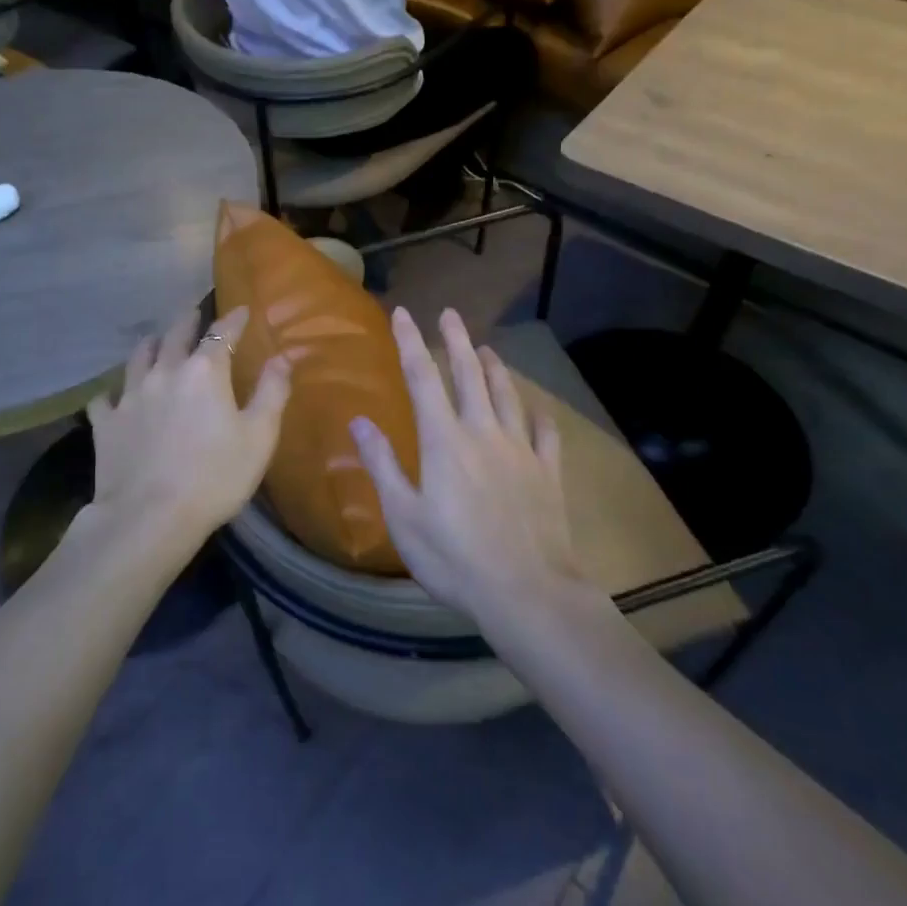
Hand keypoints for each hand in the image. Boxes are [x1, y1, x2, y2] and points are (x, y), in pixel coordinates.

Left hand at [82, 307, 291, 553]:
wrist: (150, 516)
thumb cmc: (215, 477)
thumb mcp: (259, 436)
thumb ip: (272, 392)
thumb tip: (282, 357)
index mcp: (205, 372)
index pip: (222, 334)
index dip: (233, 320)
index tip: (241, 310)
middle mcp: (165, 372)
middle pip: (175, 335)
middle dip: (188, 321)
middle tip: (193, 313)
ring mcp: (130, 396)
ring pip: (138, 357)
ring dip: (150, 345)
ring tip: (154, 341)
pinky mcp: (106, 423)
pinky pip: (105, 398)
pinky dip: (112, 393)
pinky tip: (114, 397)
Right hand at [351, 307, 581, 620]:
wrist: (527, 592)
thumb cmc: (454, 558)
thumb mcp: (403, 515)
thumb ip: (381, 465)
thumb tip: (358, 421)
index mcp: (444, 440)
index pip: (422, 378)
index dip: (410, 342)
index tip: (403, 313)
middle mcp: (483, 432)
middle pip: (469, 374)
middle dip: (456, 340)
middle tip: (450, 313)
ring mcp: (521, 450)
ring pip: (507, 395)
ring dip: (494, 368)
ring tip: (487, 349)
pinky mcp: (548, 472)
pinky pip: (545, 433)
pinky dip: (538, 414)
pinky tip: (536, 408)